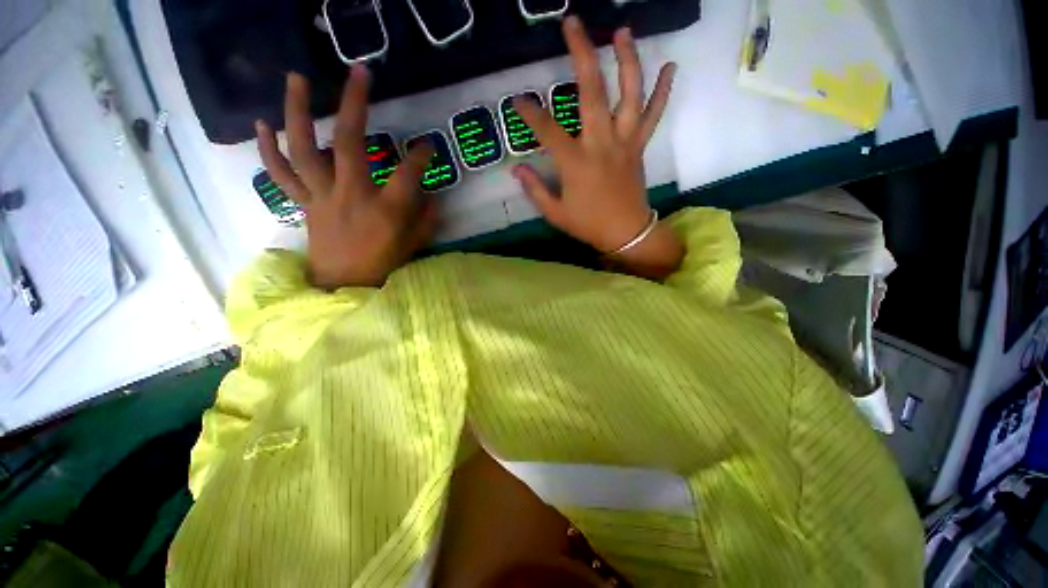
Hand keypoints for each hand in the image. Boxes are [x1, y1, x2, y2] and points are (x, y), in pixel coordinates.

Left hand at [256, 67, 435, 289]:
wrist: (345, 286)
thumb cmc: (384, 265)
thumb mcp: (416, 243)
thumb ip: (426, 217)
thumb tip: (430, 194)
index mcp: (385, 210)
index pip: (408, 173)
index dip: (421, 156)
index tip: (428, 146)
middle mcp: (350, 196)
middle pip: (348, 143)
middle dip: (355, 104)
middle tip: (360, 73)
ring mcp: (321, 197)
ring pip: (304, 149)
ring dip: (298, 111)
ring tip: (297, 78)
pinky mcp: (304, 203)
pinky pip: (281, 174)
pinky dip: (269, 150)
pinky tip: (264, 125)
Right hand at [513, 17, 683, 279]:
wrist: (626, 233)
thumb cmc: (588, 225)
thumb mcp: (555, 213)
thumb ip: (535, 190)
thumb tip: (516, 169)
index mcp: (575, 163)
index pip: (547, 130)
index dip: (530, 113)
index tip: (518, 100)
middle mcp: (600, 144)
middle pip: (591, 93)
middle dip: (581, 54)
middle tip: (573, 24)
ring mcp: (624, 142)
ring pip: (629, 95)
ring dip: (626, 60)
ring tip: (621, 31)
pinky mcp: (639, 147)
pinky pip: (654, 115)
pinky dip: (663, 91)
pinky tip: (670, 67)